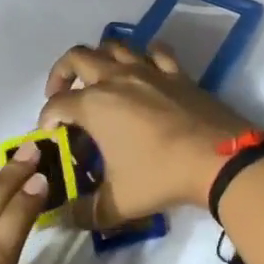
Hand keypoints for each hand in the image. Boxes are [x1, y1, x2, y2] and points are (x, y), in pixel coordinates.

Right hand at [37, 42, 254, 228]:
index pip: (56, 104)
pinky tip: (144, 70)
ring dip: (100, 57)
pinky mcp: (176, 73)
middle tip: (62, 96)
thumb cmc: (160, 176)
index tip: (49, 136)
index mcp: (95, 105)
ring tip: (98, 79)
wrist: (217, 159)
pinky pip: (156, 50)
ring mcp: (149, 70)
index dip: (46, 119)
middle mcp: (117, 78)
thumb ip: (85, 212)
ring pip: (115, 45)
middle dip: (62, 74)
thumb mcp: (117, 203)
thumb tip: (64, 218)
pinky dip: (144, 55)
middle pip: (77, 57)